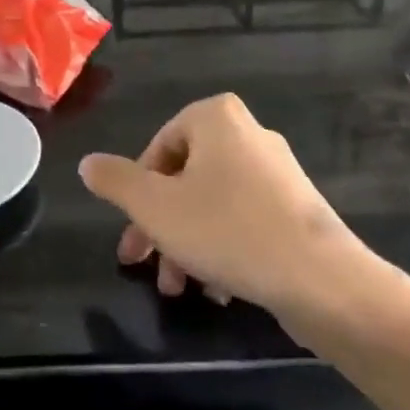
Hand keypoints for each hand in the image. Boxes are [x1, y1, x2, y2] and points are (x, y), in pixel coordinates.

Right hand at [80, 93, 375, 323]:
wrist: (321, 279)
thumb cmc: (227, 230)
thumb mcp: (154, 206)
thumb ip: (115, 181)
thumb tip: (88, 163)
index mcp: (216, 118)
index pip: (157, 149)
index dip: (136, 194)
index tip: (132, 237)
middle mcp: (249, 134)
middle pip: (184, 180)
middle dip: (159, 227)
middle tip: (142, 265)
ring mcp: (277, 172)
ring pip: (211, 205)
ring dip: (186, 246)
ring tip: (180, 289)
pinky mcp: (297, 208)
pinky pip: (244, 221)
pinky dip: (223, 250)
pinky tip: (218, 290)